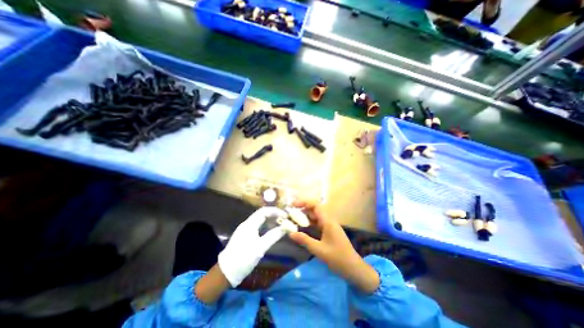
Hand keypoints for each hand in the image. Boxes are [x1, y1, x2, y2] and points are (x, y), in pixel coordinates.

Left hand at [217, 208, 287, 286]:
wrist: (225, 272)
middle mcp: (247, 224)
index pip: (264, 211)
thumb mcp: (260, 248)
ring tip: (281, 224)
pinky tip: (271, 231)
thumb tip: (285, 228)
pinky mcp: (245, 236)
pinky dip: (266, 226)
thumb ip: (273, 236)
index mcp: (250, 224)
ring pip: (260, 220)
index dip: (275, 211)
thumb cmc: (243, 259)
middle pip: (262, 214)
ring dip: (270, 220)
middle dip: (274, 215)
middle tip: (285, 219)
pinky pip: (258, 226)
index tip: (285, 215)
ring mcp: (245, 230)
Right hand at [289, 201, 381, 293]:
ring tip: (293, 219)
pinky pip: (318, 223)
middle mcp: (329, 220)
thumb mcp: (319, 250)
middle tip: (290, 213)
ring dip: (305, 216)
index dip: (304, 202)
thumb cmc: (338, 258)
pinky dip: (309, 223)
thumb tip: (290, 233)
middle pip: (315, 209)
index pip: (315, 205)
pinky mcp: (329, 231)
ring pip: (316, 216)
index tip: (293, 205)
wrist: (354, 268)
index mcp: (328, 221)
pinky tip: (302, 227)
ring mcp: (329, 226)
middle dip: (303, 209)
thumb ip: (304, 240)